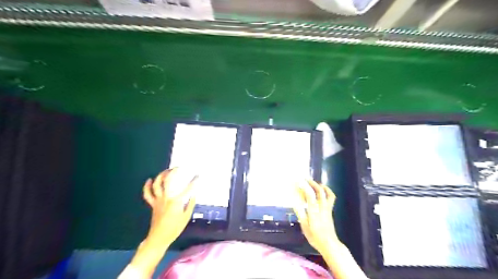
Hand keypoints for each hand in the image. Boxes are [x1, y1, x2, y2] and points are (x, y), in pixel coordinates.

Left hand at [121, 168, 197, 278]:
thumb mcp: (186, 217)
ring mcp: (158, 200)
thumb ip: (190, 204)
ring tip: (166, 171)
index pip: (188, 188)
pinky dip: (147, 186)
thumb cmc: (174, 228)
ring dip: (161, 175)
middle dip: (173, 172)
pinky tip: (149, 180)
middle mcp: (166, 198)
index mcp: (176, 201)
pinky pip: (147, 194)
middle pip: (168, 180)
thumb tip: (193, 194)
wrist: (159, 238)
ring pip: (157, 184)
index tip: (198, 175)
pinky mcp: (152, 204)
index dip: (194, 181)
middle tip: (178, 168)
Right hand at [293, 180, 337, 253]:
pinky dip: (327, 191)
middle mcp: (322, 208)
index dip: (305, 187)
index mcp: (314, 212)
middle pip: (319, 191)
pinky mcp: (330, 210)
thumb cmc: (315, 237)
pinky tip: (322, 190)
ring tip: (314, 182)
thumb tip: (294, 202)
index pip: (310, 195)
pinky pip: (330, 198)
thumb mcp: (304, 226)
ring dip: (321, 186)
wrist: (329, 244)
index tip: (298, 181)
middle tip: (305, 178)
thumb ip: (300, 213)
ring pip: (327, 193)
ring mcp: (327, 209)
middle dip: (312, 183)